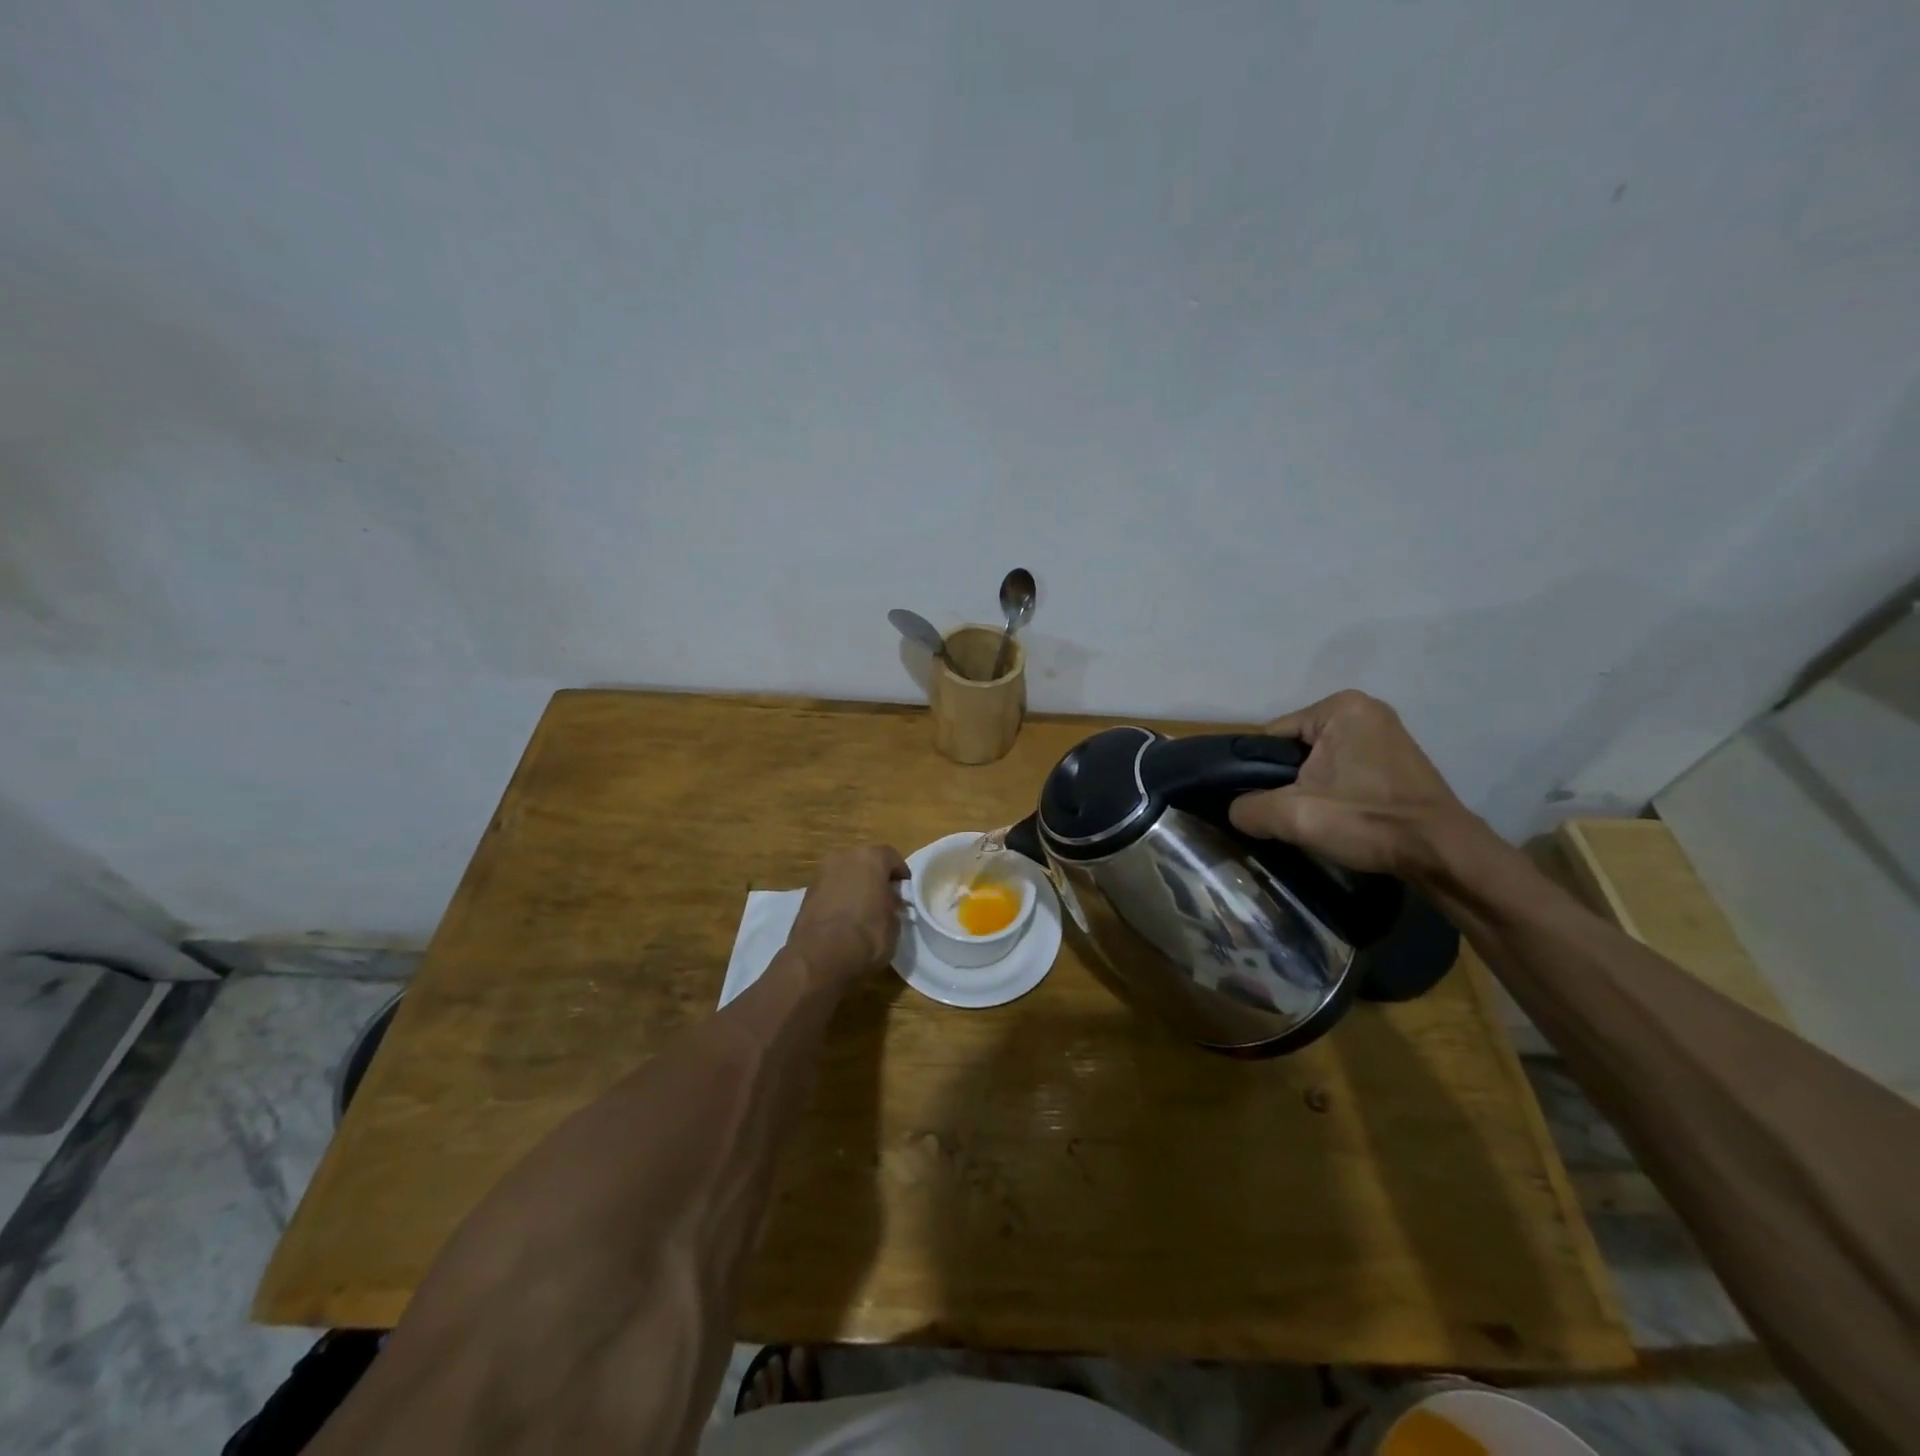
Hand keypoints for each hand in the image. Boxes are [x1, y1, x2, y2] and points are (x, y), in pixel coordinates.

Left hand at [787, 845, 909, 987]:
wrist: (819, 958)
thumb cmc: (867, 936)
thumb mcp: (894, 923)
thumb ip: (893, 904)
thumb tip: (888, 902)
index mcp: (870, 858)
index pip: (892, 857)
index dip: (901, 875)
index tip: (905, 892)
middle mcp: (844, 857)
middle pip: (866, 862)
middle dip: (875, 878)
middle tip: (884, 899)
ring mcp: (822, 874)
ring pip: (845, 874)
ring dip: (855, 887)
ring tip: (863, 911)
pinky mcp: (806, 893)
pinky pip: (830, 890)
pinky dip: (838, 898)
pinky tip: (844, 919)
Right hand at [1227, 690, 1484, 882]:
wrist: (1442, 854)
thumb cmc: (1368, 821)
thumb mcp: (1294, 816)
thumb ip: (1249, 808)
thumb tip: (1236, 811)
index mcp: (1339, 707)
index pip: (1272, 738)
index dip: (1260, 773)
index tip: (1266, 803)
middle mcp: (1364, 709)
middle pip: (1296, 748)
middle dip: (1289, 780)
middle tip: (1293, 814)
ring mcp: (1386, 732)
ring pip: (1321, 761)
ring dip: (1313, 787)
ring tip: (1317, 818)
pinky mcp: (1398, 758)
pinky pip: (1346, 768)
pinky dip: (1337, 790)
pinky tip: (1343, 815)